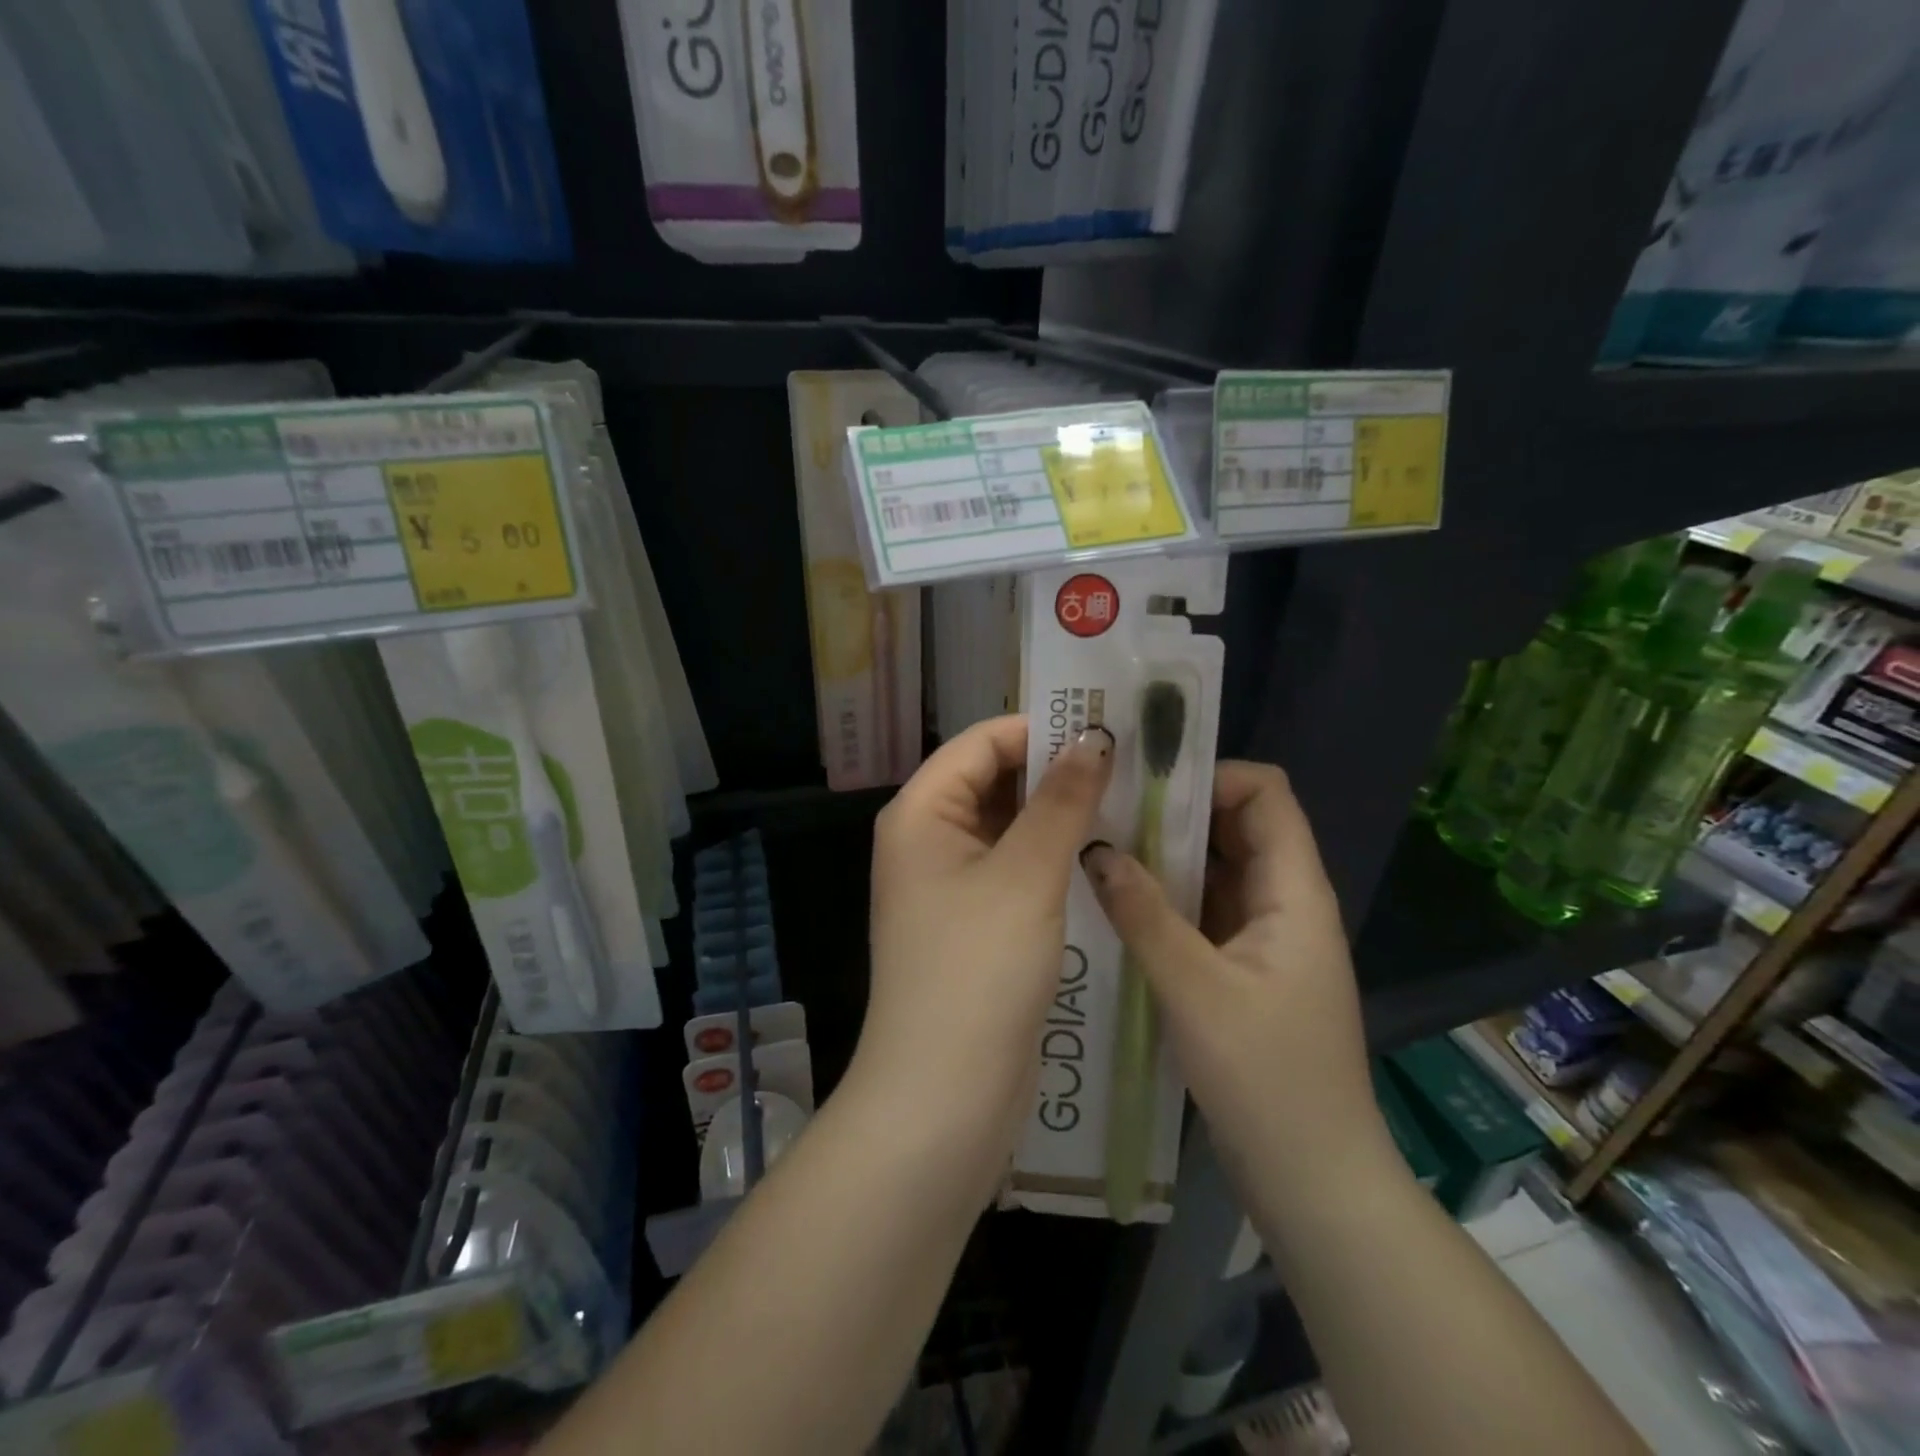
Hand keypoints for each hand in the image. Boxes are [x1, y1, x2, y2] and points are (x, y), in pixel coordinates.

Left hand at [855, 715, 1113, 1176]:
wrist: (943, 1097)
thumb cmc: (977, 973)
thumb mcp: (1026, 876)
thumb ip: (1061, 801)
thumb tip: (1094, 739)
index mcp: (922, 813)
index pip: (982, 742)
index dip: (1042, 729)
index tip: (1109, 729)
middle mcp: (929, 839)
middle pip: (995, 781)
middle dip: (1057, 770)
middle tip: (1133, 763)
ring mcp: (951, 884)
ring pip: (1011, 826)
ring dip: (1061, 814)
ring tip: (1131, 799)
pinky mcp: (976, 922)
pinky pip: (1017, 868)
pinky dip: (1054, 855)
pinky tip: (1105, 853)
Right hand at [1080, 763, 1393, 1185]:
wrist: (1313, 1179)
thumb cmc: (1266, 1079)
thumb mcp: (1194, 990)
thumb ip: (1144, 914)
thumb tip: (1095, 849)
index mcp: (1293, 893)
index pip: (1266, 794)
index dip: (1211, 775)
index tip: (1146, 782)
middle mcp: (1284, 902)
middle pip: (1238, 826)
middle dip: (1177, 810)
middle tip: (1107, 808)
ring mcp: (1265, 937)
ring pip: (1218, 869)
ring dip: (1168, 855)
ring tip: (1102, 846)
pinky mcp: (1244, 968)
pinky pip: (1206, 910)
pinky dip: (1168, 897)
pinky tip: (1119, 903)